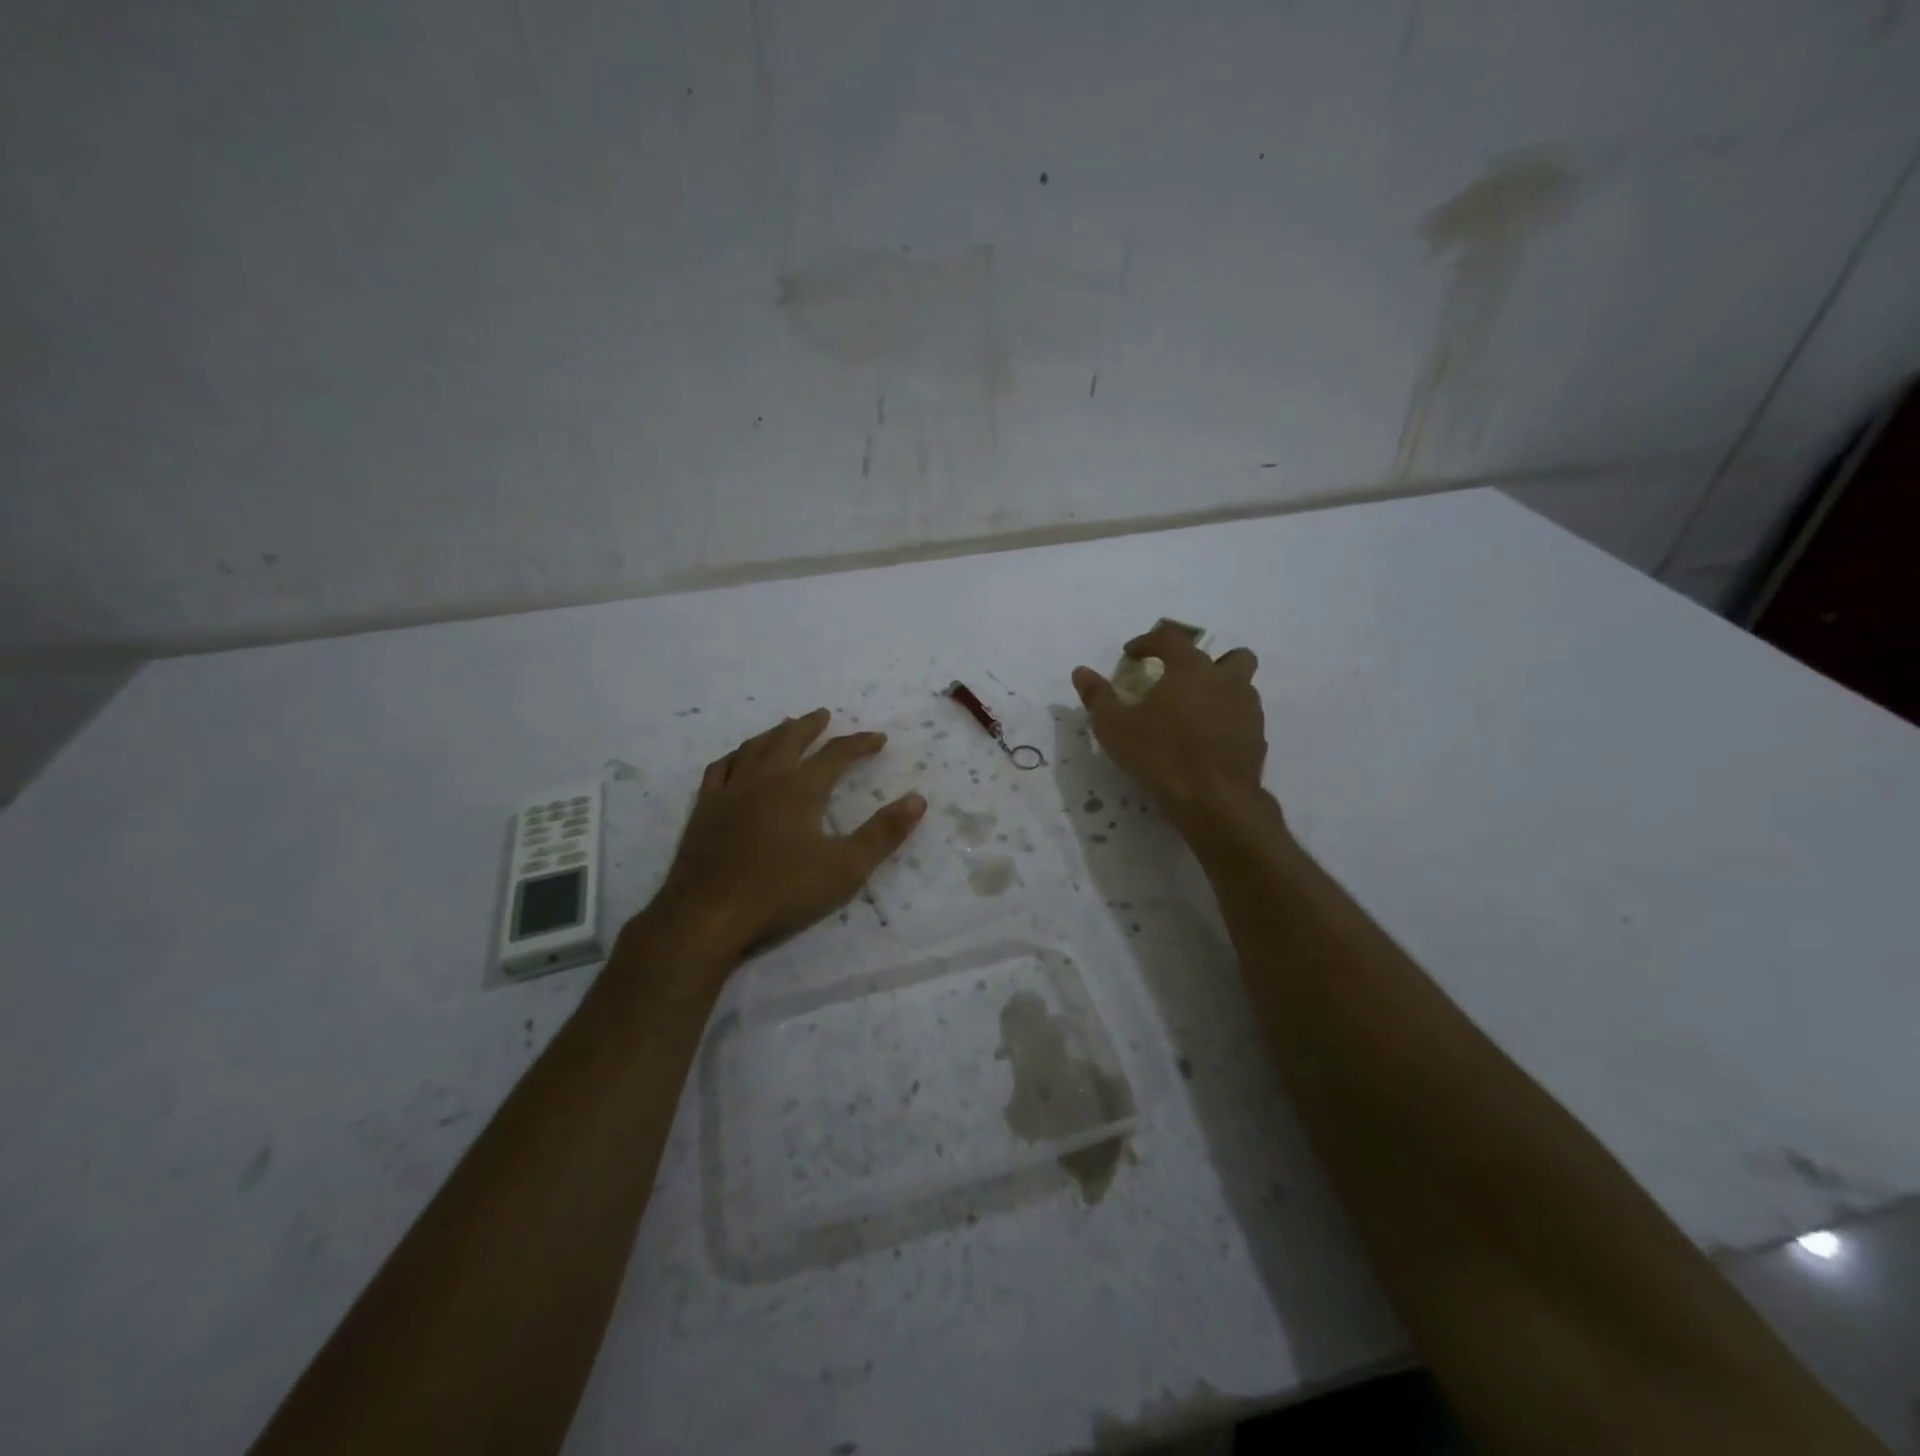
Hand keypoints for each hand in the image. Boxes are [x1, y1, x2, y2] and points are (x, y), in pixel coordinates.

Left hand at [647, 708, 926, 959]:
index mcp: (801, 788)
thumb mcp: (846, 867)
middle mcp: (765, 778)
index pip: (837, 754)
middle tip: (824, 715)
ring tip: (786, 727)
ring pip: (755, 747)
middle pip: (790, 738)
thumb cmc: (783, 891)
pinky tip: (738, 758)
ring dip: (775, 733)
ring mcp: (730, 790)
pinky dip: (736, 755)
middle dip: (811, 725)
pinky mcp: (705, 808)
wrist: (709, 914)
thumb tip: (918, 799)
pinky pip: (721, 767)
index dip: (860, 743)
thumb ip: (883, 833)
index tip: (878, 739)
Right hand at [1071, 624, 1270, 831]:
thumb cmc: (1161, 755)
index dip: (1148, 641)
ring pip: (1243, 688)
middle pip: (1231, 656)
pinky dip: (1227, 722)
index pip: (1171, 638)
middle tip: (1183, 681)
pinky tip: (1206, 742)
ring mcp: (1248, 710)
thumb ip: (1097, 696)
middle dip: (1209, 662)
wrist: (1215, 800)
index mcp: (1191, 669)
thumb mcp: (1115, 726)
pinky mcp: (1257, 739)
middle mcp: (1226, 681)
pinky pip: (1243, 720)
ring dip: (1221, 692)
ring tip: (1193, 714)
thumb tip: (1081, 672)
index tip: (1131, 655)